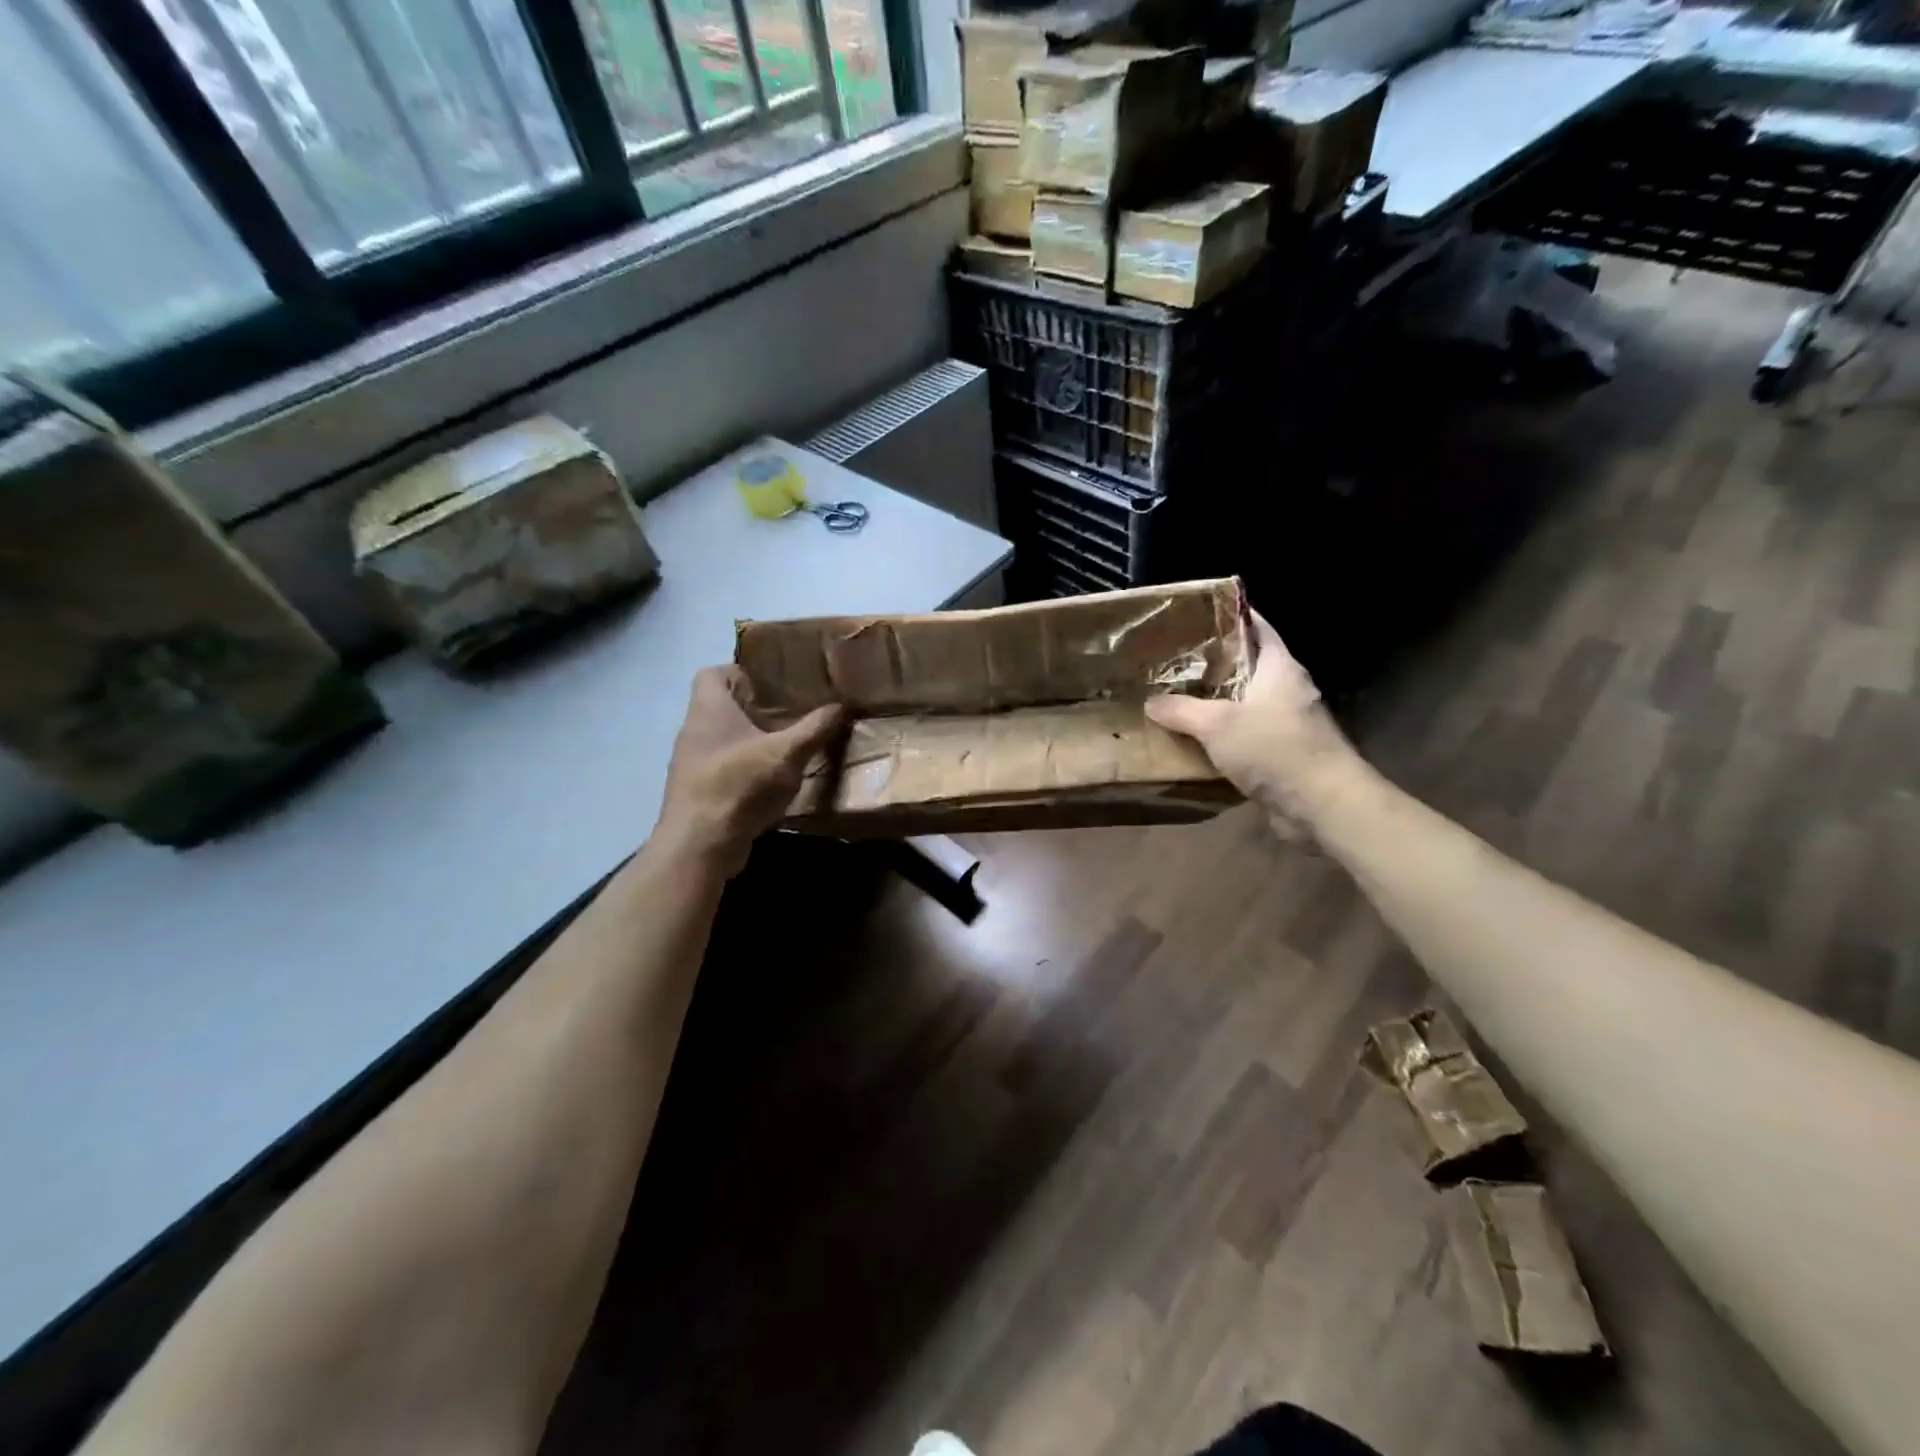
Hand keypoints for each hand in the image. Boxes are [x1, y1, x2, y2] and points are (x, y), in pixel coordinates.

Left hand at [654, 666, 843, 876]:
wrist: (700, 845)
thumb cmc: (740, 784)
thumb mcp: (788, 753)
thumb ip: (815, 728)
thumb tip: (843, 704)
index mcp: (709, 708)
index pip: (713, 672)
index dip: (741, 671)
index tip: (774, 681)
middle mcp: (694, 730)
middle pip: (722, 706)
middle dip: (756, 708)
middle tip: (793, 710)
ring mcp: (692, 763)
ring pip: (725, 739)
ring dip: (753, 740)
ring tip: (788, 743)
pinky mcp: (698, 791)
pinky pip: (724, 767)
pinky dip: (747, 768)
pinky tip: (774, 778)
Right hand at [1145, 611, 1362, 827]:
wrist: (1322, 804)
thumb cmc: (1273, 748)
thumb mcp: (1216, 725)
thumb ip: (1181, 710)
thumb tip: (1151, 702)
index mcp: (1280, 667)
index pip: (1258, 628)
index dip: (1232, 617)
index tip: (1199, 614)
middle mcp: (1288, 689)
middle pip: (1249, 666)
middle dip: (1214, 664)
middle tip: (1174, 660)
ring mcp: (1289, 723)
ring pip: (1246, 704)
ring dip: (1217, 704)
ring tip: (1177, 699)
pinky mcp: (1285, 754)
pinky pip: (1248, 736)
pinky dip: (1224, 736)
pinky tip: (1196, 741)